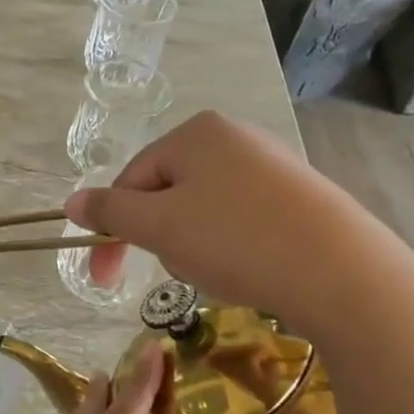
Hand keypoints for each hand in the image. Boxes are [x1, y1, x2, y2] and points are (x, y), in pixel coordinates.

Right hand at [63, 110, 355, 336]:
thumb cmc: (237, 240)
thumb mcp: (159, 227)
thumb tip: (71, 203)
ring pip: (203, 210)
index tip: (104, 280)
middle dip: (162, 237)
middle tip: (179, 270)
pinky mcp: (299, 197)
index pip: (131, 180)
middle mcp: (234, 137)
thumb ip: (109, 213)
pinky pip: (241, 220)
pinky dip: (232, 247)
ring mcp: (271, 165)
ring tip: (221, 273)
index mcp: (195, 133)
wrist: (343, 272)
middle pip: (167, 193)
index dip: (112, 230)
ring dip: (194, 245)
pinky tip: (250, 269)